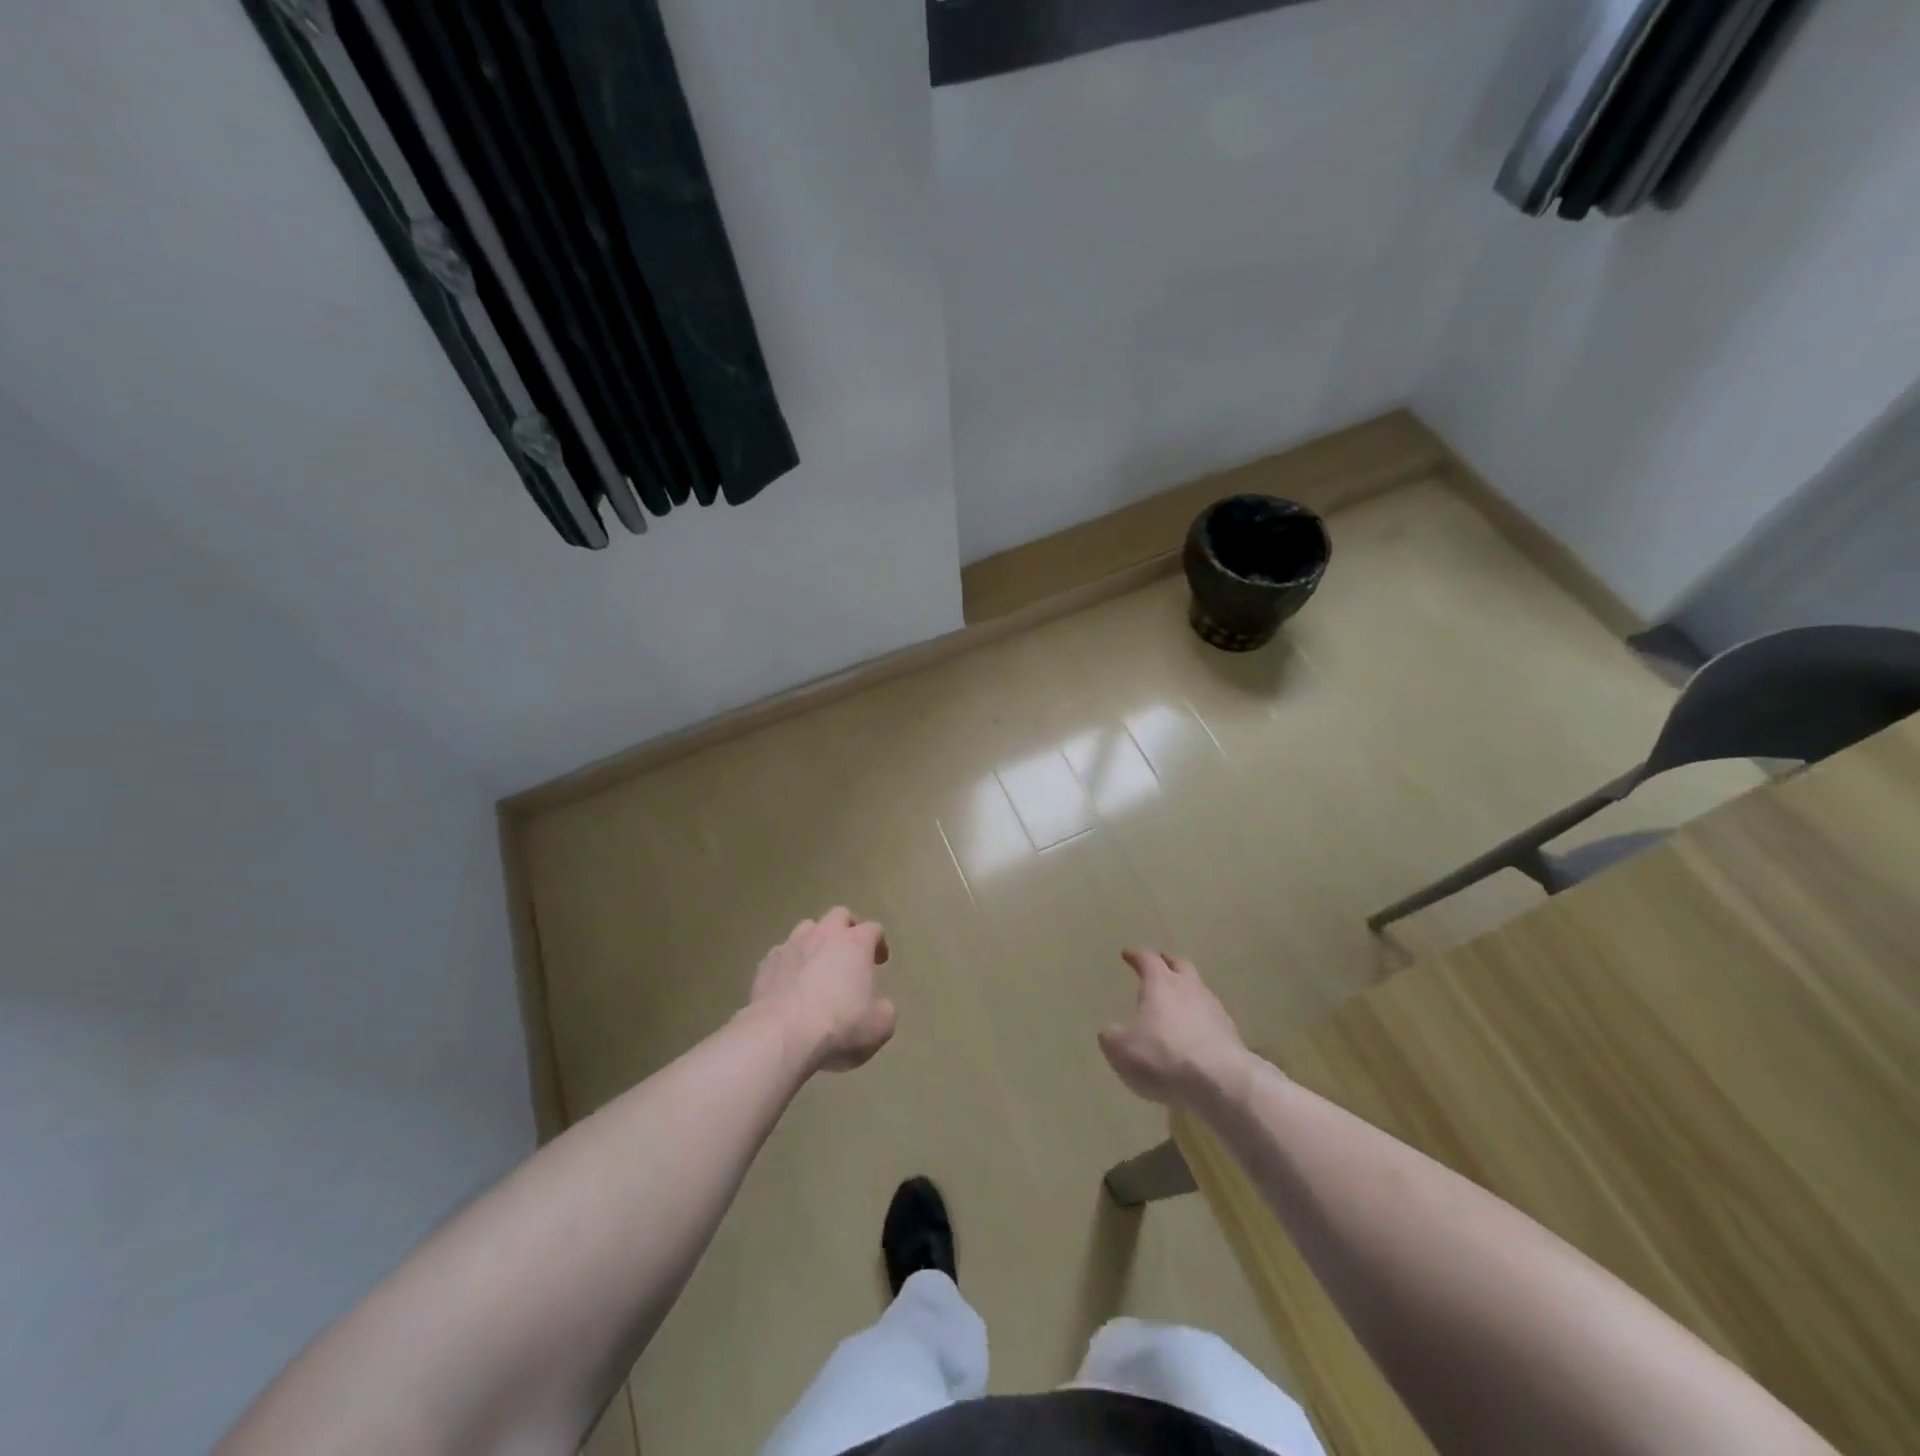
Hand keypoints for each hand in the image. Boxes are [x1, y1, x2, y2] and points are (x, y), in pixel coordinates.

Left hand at [748, 907, 895, 1072]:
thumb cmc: (839, 1026)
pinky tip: (789, 984)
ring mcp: (791, 946)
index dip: (879, 943)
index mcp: (856, 944)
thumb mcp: (879, 1027)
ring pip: (806, 929)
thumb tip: (880, 1007)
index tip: (879, 961)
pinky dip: (789, 963)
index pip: (873, 929)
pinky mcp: (765, 964)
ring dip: (815, 941)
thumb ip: (884, 1010)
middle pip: (838, 916)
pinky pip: (781, 954)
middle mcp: (824, 935)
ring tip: (817, 965)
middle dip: (846, 929)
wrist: (782, 1036)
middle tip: (849, 953)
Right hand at [1098, 949, 1251, 1108]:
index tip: (1127, 954)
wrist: (1221, 1083)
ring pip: (1199, 990)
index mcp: (1160, 984)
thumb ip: (1112, 1037)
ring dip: (1187, 992)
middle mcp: (1189, 988)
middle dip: (1168, 963)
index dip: (1136, 956)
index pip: (1147, 959)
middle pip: (1180, 965)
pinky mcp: (1231, 1033)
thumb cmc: (1163, 1057)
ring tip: (1177, 1003)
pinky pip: (1211, 1018)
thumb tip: (1109, 1032)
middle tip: (1159, 965)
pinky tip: (1194, 1035)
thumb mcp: (1121, 1051)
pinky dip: (1200, 1020)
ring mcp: (1214, 1009)